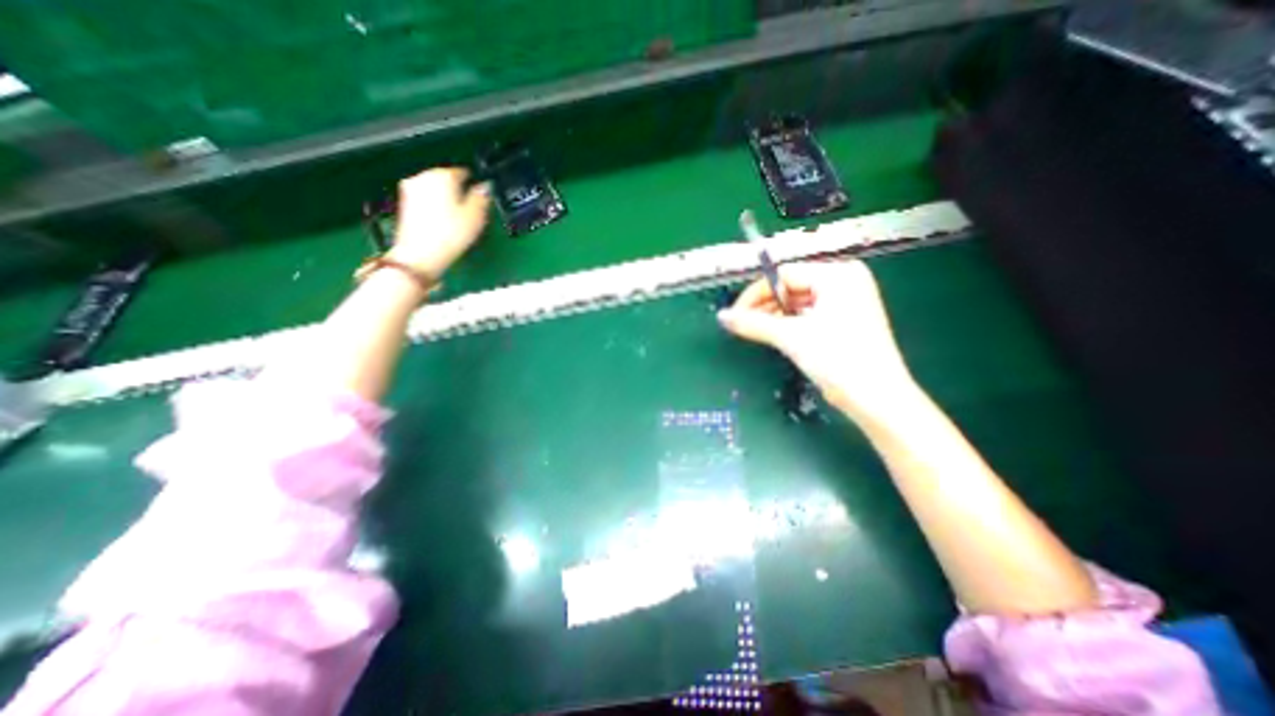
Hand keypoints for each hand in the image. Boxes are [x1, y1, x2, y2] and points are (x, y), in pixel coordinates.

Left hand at [386, 167, 488, 278]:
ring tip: (457, 218)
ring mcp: (411, 189)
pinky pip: (426, 199)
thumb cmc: (449, 235)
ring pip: (435, 189)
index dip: (474, 183)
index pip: (463, 171)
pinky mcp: (404, 203)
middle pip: (446, 178)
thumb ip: (482, 197)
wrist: (420, 254)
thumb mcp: (476, 216)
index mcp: (444, 175)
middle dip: (458, 190)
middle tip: (470, 208)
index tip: (480, 194)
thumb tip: (485, 187)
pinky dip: (435, 207)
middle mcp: (424, 176)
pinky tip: (443, 223)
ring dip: (446, 199)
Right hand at [715, 259, 915, 419]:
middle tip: (742, 325)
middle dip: (765, 306)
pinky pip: (809, 314)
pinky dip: (790, 324)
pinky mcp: (845, 320)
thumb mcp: (791, 337)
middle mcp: (844, 281)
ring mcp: (847, 301)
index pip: (785, 274)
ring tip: (755, 332)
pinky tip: (775, 336)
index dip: (756, 293)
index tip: (735, 314)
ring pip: (798, 302)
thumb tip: (721, 316)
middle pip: (791, 286)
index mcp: (838, 275)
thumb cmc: (837, 359)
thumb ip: (753, 323)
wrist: (877, 399)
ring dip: (775, 316)